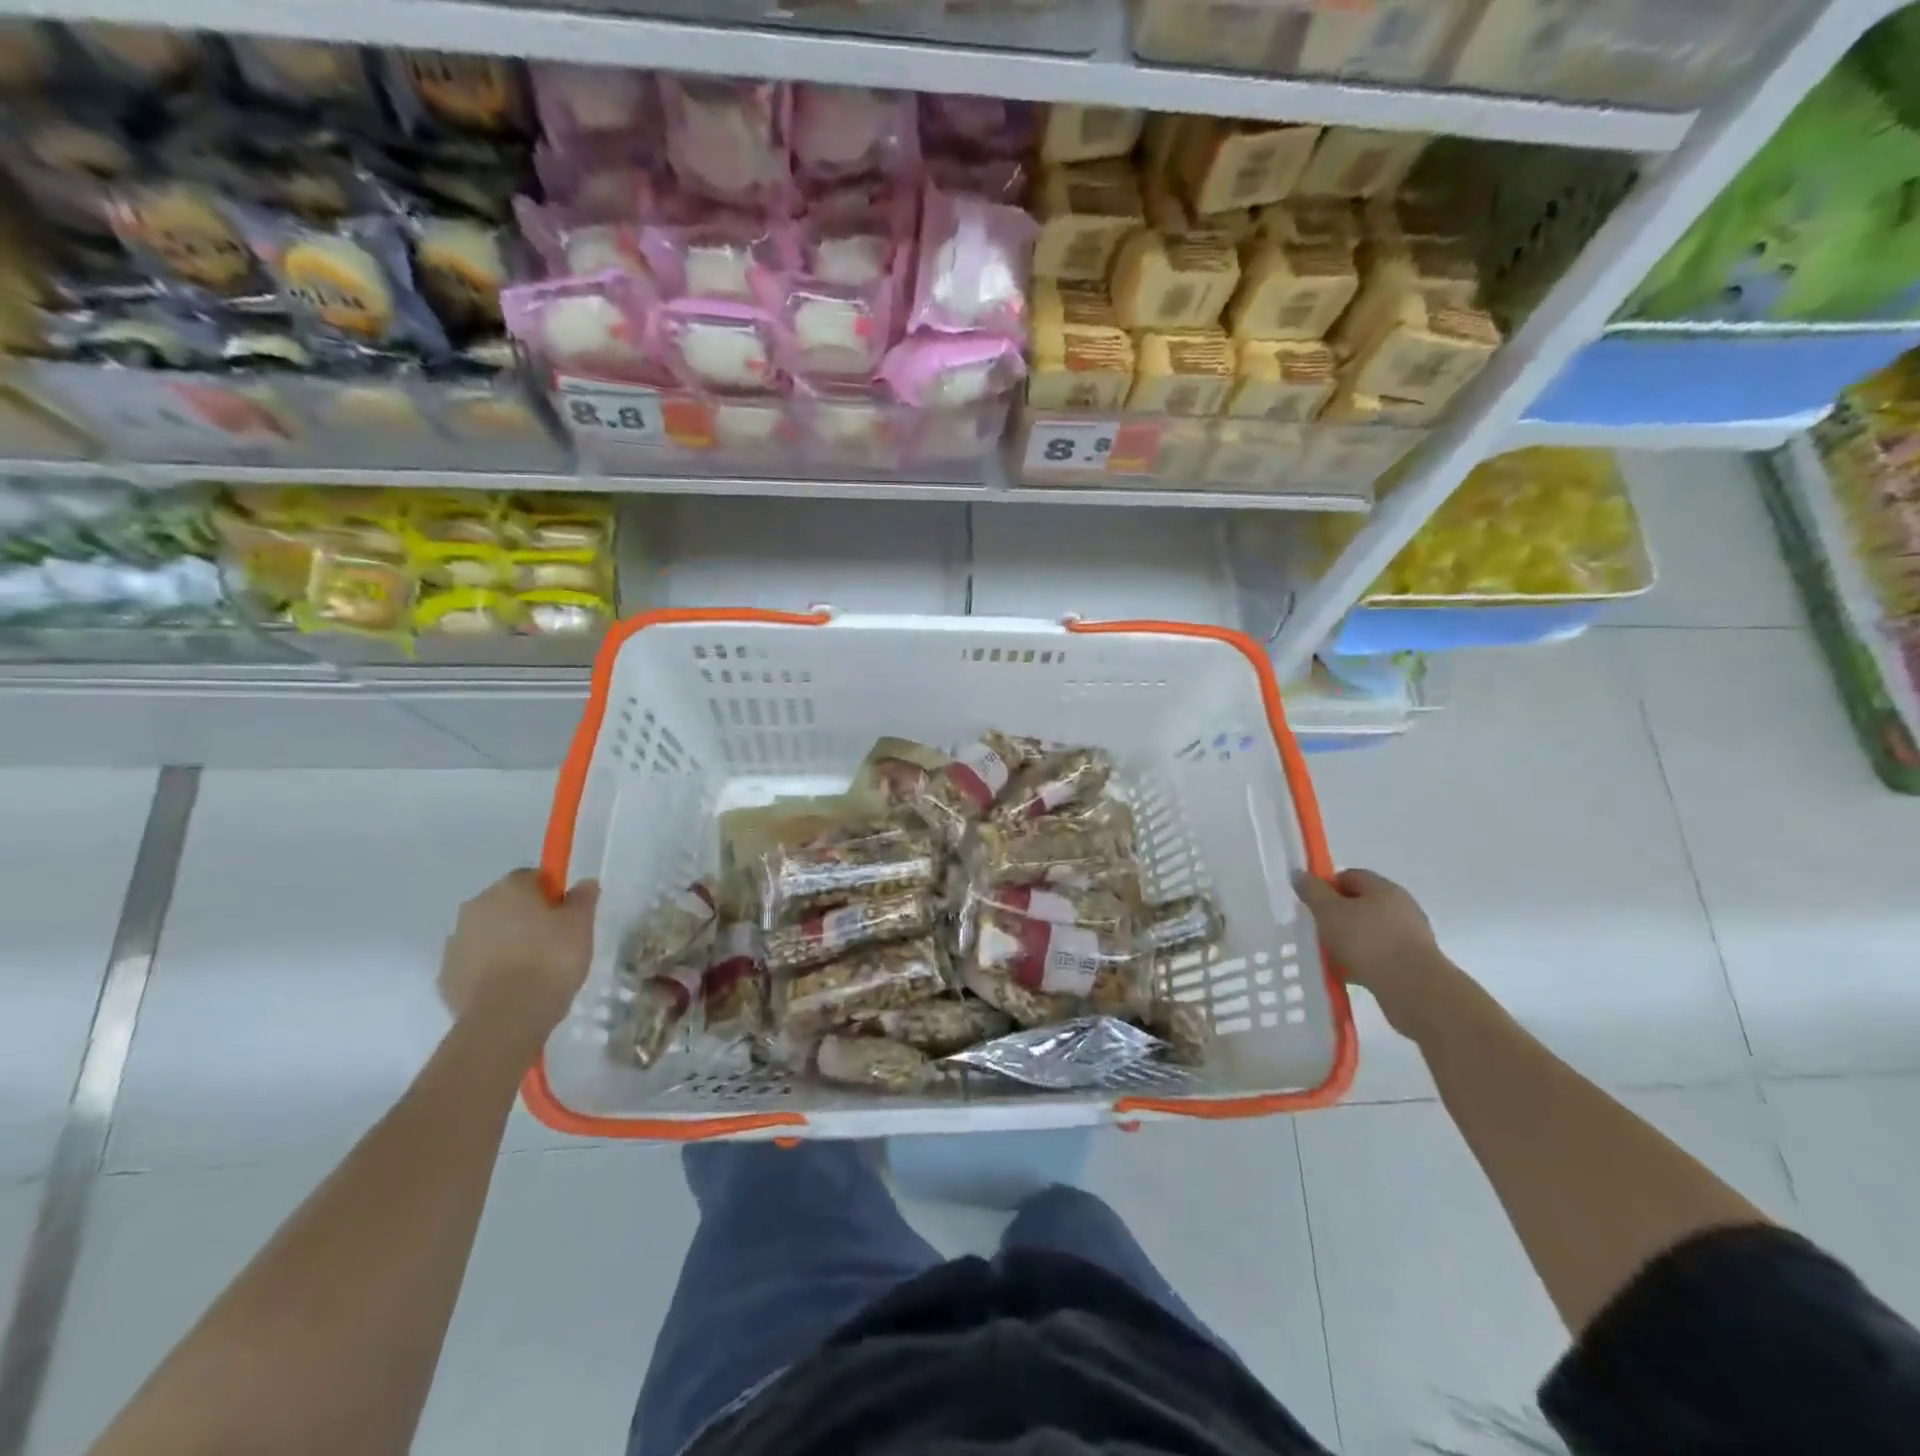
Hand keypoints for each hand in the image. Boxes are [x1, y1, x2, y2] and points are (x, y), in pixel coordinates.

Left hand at [439, 870, 599, 1036]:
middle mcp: (476, 906)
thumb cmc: (550, 960)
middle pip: (506, 903)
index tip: (567, 916)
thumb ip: (584, 898)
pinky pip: (475, 963)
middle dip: (527, 917)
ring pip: (488, 933)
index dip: (552, 894)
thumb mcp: (581, 925)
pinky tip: (512, 988)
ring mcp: (456, 942)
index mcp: (509, 888)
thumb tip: (584, 883)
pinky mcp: (446, 975)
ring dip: (507, 943)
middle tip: (554, 942)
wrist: (506, 1017)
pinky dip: (490, 969)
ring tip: (533, 970)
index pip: (533, 877)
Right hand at [1294, 868, 1456, 1038]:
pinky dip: (1363, 961)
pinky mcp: (1414, 963)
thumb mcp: (1329, 911)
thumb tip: (1300, 874)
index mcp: (1384, 888)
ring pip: (1370, 932)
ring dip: (1350, 941)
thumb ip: (1312, 892)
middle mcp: (1401, 907)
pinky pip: (1380, 955)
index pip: (1350, 876)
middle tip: (1318, 930)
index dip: (1327, 887)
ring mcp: (1411, 936)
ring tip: (1330, 957)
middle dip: (1338, 917)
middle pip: (1361, 904)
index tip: (1312, 905)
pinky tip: (1348, 974)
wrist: (1413, 988)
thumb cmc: (1367, 941)